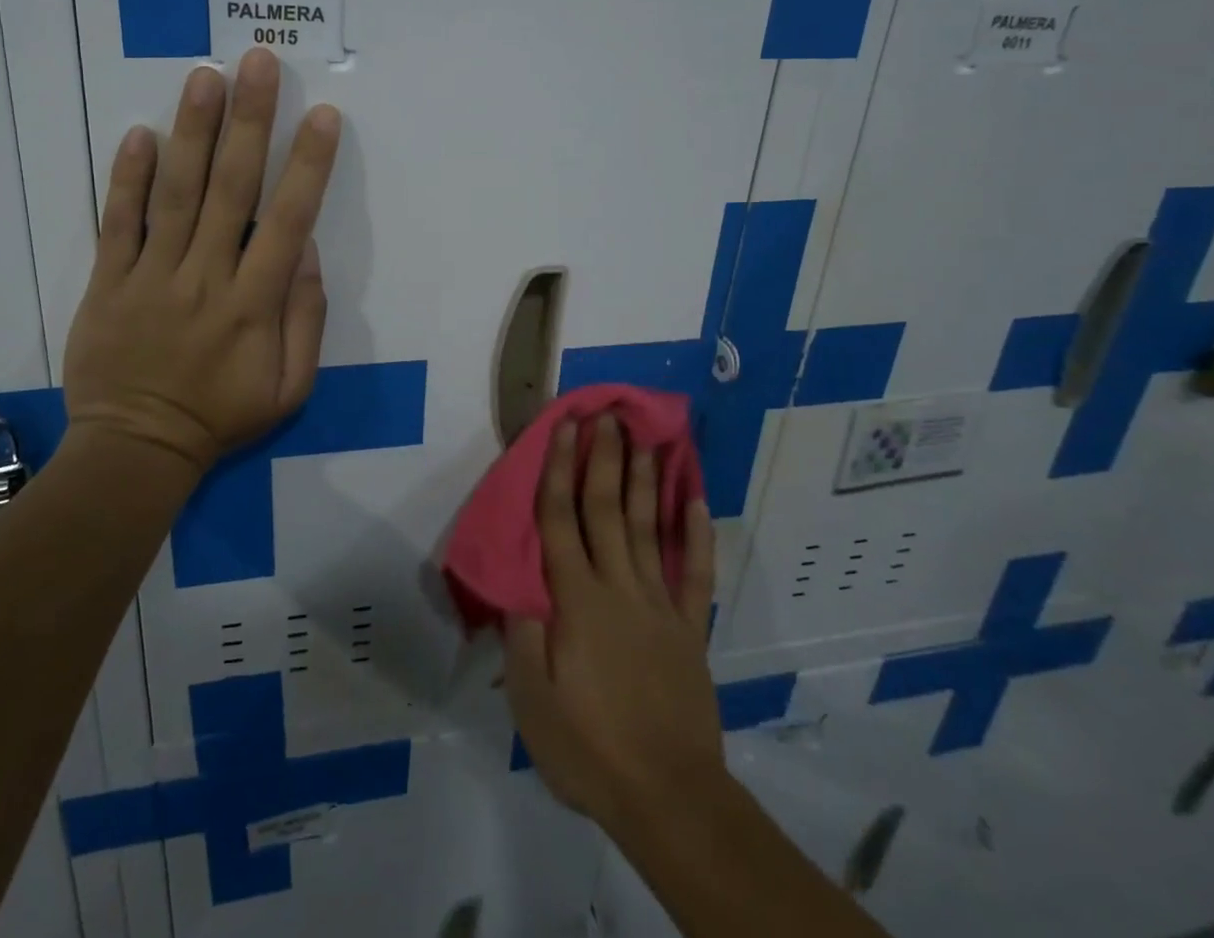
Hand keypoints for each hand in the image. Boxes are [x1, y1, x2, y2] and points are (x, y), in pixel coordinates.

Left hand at [62, 48, 341, 474]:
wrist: (136, 449)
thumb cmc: (222, 417)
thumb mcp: (290, 387)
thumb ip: (304, 319)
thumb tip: (305, 252)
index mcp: (254, 303)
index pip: (288, 220)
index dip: (308, 166)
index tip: (323, 117)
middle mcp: (206, 276)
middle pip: (231, 188)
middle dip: (251, 122)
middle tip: (259, 64)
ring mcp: (152, 276)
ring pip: (176, 193)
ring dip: (193, 132)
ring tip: (206, 77)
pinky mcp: (108, 281)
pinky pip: (117, 223)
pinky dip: (126, 178)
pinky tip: (139, 132)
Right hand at [504, 415, 720, 833]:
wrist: (669, 797)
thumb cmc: (588, 748)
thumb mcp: (531, 700)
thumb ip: (521, 634)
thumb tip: (516, 586)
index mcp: (575, 599)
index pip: (561, 518)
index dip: (560, 468)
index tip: (565, 427)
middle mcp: (618, 587)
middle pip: (606, 509)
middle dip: (604, 458)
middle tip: (607, 416)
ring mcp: (659, 605)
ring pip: (648, 528)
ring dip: (645, 481)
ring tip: (645, 440)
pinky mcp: (690, 629)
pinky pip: (695, 574)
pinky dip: (697, 535)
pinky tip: (695, 501)